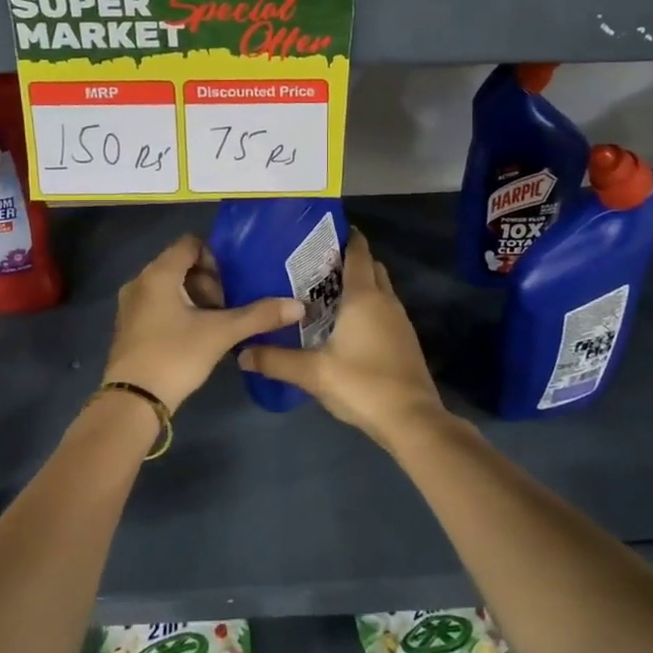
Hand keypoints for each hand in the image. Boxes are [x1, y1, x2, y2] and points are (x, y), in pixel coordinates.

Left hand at [103, 234, 302, 410]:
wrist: (133, 401)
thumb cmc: (175, 356)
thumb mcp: (221, 333)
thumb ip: (258, 316)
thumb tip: (297, 305)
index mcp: (158, 274)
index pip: (190, 244)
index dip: (216, 256)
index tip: (234, 279)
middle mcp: (140, 282)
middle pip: (180, 265)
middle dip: (208, 280)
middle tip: (229, 303)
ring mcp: (131, 306)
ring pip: (170, 287)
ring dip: (195, 297)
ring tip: (218, 320)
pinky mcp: (130, 327)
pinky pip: (158, 305)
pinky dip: (179, 311)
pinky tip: (197, 334)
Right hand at [237, 230, 445, 443]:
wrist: (411, 419)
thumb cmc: (362, 384)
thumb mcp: (313, 373)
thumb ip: (276, 360)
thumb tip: (241, 353)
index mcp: (364, 297)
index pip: (358, 252)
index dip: (346, 237)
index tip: (324, 232)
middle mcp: (385, 301)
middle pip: (372, 267)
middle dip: (351, 260)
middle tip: (318, 265)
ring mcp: (400, 321)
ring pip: (381, 289)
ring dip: (361, 285)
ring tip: (327, 293)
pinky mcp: (405, 340)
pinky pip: (385, 310)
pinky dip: (369, 307)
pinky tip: (347, 326)